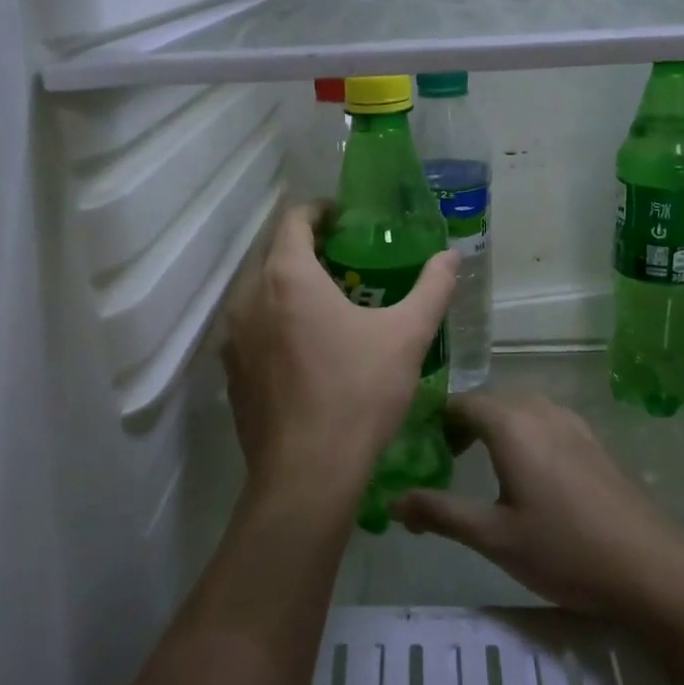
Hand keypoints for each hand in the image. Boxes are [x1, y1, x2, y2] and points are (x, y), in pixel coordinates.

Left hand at [222, 204, 457, 518]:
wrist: (307, 473)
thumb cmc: (359, 393)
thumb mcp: (407, 336)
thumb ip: (432, 288)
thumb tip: (452, 256)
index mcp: (287, 276)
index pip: (294, 219)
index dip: (320, 211)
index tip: (345, 218)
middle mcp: (249, 297)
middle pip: (273, 253)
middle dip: (306, 248)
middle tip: (344, 259)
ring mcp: (233, 337)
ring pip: (259, 292)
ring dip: (288, 286)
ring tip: (326, 302)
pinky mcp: (231, 372)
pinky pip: (251, 328)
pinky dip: (274, 321)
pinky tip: (304, 347)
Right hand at [390, 393, 683, 624]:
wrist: (652, 568)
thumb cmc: (564, 549)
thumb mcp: (493, 536)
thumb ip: (440, 512)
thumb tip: (393, 500)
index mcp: (511, 423)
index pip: (460, 403)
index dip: (434, 421)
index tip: (419, 449)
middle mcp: (541, 410)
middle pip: (490, 402)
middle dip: (462, 425)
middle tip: (443, 462)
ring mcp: (573, 423)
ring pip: (520, 410)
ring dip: (495, 429)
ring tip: (481, 468)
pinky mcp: (594, 442)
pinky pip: (546, 422)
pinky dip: (524, 435)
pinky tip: (529, 478)